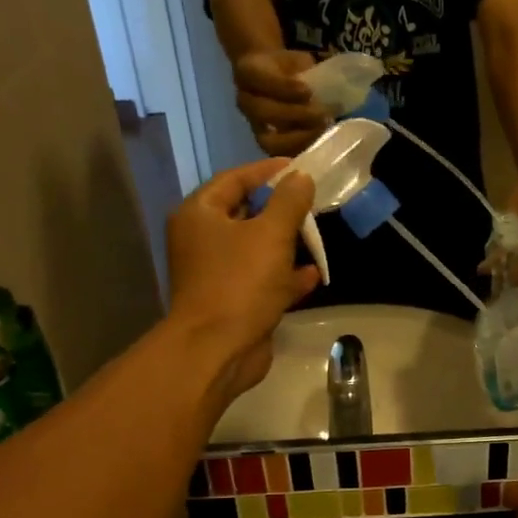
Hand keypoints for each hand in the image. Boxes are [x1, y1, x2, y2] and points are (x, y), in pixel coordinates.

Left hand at [166, 158, 319, 402]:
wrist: (219, 349)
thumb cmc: (240, 283)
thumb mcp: (270, 234)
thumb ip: (289, 202)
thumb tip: (301, 177)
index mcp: (200, 214)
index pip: (235, 179)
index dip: (268, 172)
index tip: (300, 168)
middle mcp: (203, 240)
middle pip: (246, 214)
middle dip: (281, 211)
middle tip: (313, 204)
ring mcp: (217, 273)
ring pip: (256, 249)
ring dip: (286, 245)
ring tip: (317, 239)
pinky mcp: (233, 301)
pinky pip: (262, 280)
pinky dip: (284, 277)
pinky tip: (312, 276)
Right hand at [233, 49, 327, 156]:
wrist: (275, 78)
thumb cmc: (289, 69)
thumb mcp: (298, 61)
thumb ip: (308, 71)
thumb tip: (331, 87)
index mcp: (249, 72)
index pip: (259, 79)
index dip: (284, 86)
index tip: (308, 91)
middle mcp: (246, 100)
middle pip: (263, 112)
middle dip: (295, 115)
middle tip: (322, 115)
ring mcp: (255, 126)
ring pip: (269, 139)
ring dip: (299, 139)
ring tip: (322, 131)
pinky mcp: (267, 145)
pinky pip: (279, 156)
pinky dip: (300, 152)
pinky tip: (318, 147)